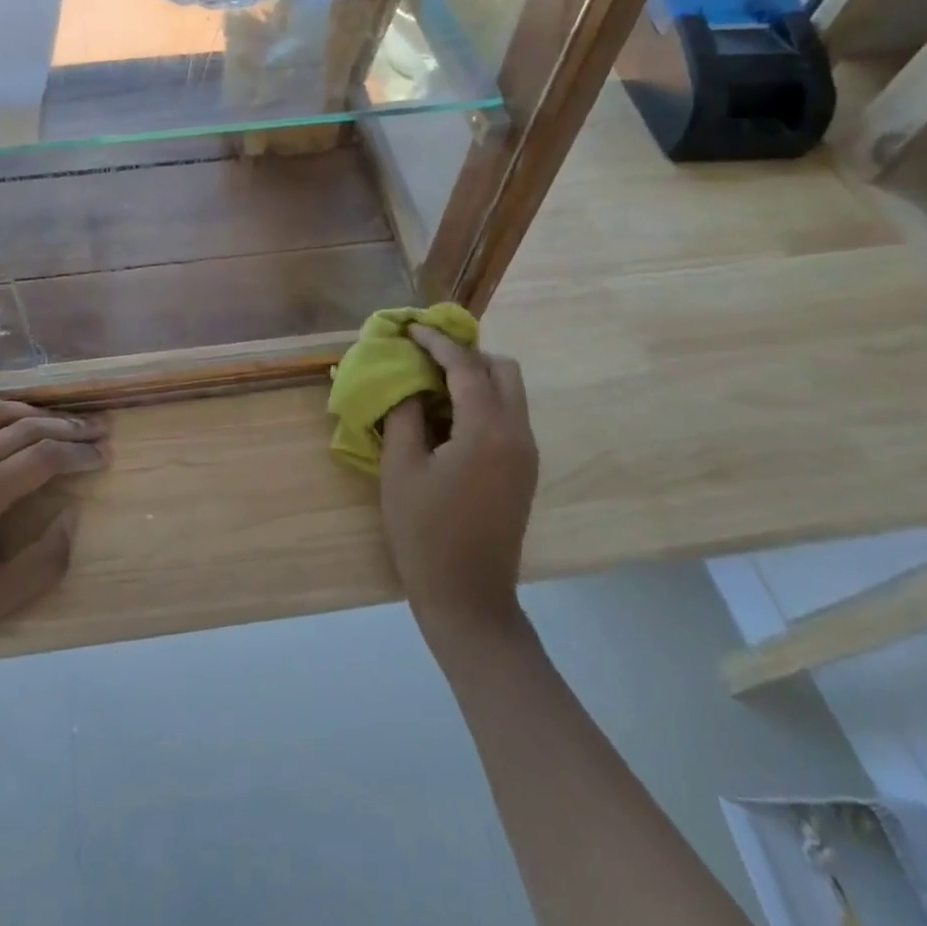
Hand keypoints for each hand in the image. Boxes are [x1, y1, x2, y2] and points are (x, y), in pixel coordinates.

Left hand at [0, 400, 110, 669]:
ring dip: (34, 413)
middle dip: (68, 427)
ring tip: (60, 422)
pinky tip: (6, 430)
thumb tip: (72, 516)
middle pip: (25, 427)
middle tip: (98, 430)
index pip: (43, 457)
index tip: (104, 456)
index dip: (80, 454)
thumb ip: (42, 562)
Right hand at [380, 328, 538, 651]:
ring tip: (431, 383)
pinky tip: (447, 416)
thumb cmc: (425, 532)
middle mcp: (517, 434)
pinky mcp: (523, 471)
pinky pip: (508, 417)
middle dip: (466, 354)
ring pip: (510, 393)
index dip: (436, 342)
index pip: (466, 366)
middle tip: (425, 356)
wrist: (468, 596)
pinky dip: (482, 402)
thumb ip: (404, 415)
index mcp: (487, 431)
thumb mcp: (401, 467)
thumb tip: (408, 384)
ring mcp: (526, 454)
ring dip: (475, 378)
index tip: (410, 329)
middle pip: (503, 370)